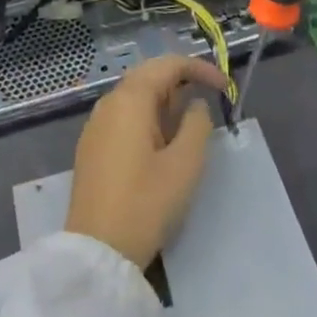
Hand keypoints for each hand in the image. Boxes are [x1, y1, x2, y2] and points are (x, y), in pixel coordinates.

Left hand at [64, 54, 226, 270]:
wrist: (97, 251)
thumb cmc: (145, 204)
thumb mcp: (185, 165)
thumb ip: (198, 125)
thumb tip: (196, 104)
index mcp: (130, 99)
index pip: (168, 65)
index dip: (200, 68)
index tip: (225, 87)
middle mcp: (109, 102)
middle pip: (148, 75)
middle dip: (181, 80)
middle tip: (209, 98)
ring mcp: (96, 124)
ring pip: (135, 96)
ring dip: (164, 100)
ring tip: (189, 122)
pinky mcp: (92, 146)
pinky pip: (124, 115)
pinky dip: (148, 116)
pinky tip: (162, 141)